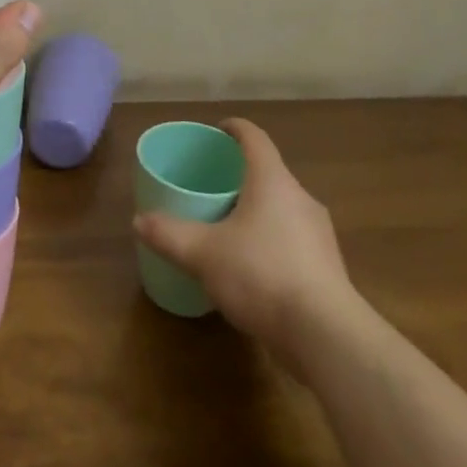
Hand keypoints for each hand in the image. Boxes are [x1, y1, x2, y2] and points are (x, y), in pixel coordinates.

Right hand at [133, 118, 356, 358]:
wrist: (327, 337)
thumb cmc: (262, 275)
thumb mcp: (204, 254)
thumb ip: (169, 234)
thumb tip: (138, 220)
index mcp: (272, 180)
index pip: (254, 138)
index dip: (235, 129)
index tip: (218, 131)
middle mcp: (300, 198)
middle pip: (269, 173)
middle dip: (242, 175)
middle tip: (213, 185)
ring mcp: (319, 234)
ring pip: (283, 207)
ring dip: (258, 210)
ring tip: (230, 226)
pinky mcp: (328, 267)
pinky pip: (294, 239)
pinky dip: (272, 241)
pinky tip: (254, 267)